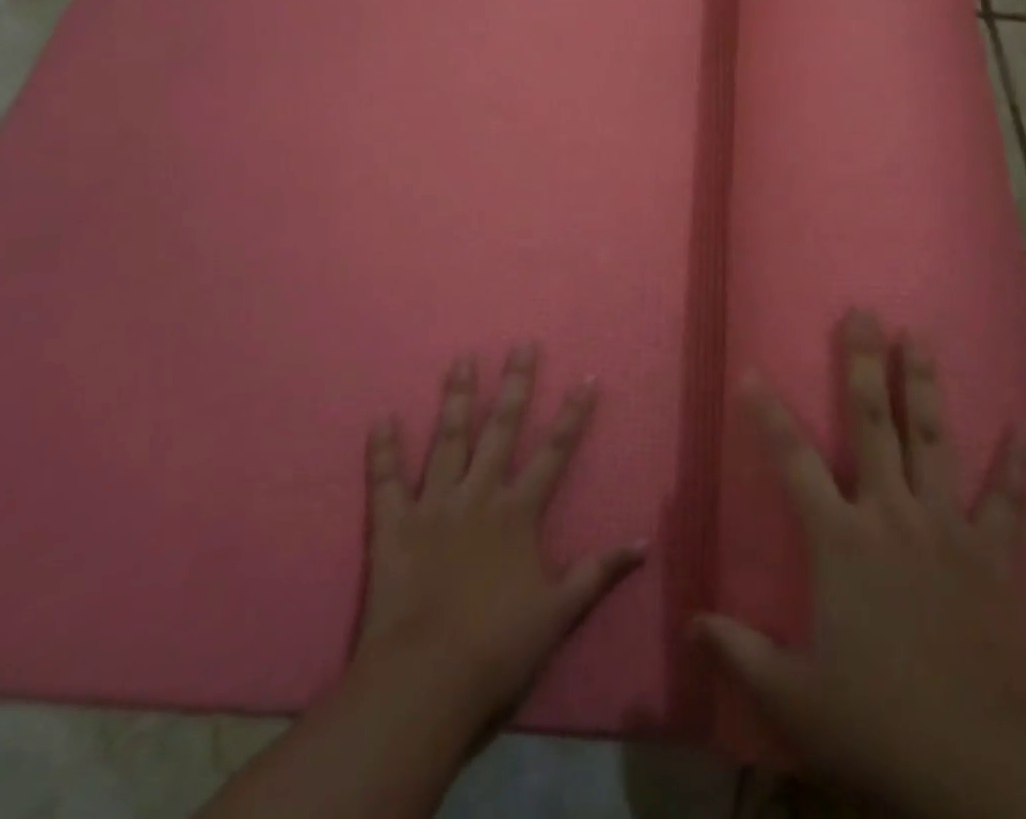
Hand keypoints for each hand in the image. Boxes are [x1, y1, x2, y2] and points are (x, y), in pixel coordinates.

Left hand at [354, 346, 644, 729]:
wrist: (425, 680)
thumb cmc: (497, 648)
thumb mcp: (559, 613)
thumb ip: (599, 572)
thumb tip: (644, 542)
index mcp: (518, 513)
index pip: (554, 453)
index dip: (573, 415)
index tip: (587, 378)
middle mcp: (479, 496)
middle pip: (501, 429)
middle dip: (515, 385)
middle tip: (521, 344)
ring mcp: (434, 506)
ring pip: (448, 441)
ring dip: (456, 399)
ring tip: (461, 360)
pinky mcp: (393, 527)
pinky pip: (385, 481)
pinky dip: (382, 450)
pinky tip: (381, 419)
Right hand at [696, 310, 1025, 814]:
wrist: (988, 765)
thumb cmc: (882, 724)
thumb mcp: (795, 700)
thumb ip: (739, 652)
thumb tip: (690, 623)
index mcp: (841, 540)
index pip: (792, 460)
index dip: (767, 414)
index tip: (750, 371)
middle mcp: (891, 514)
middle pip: (873, 423)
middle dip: (863, 364)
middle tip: (864, 312)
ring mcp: (946, 528)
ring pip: (933, 439)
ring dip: (925, 385)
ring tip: (920, 336)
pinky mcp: (993, 556)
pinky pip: (1008, 501)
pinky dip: (1020, 465)